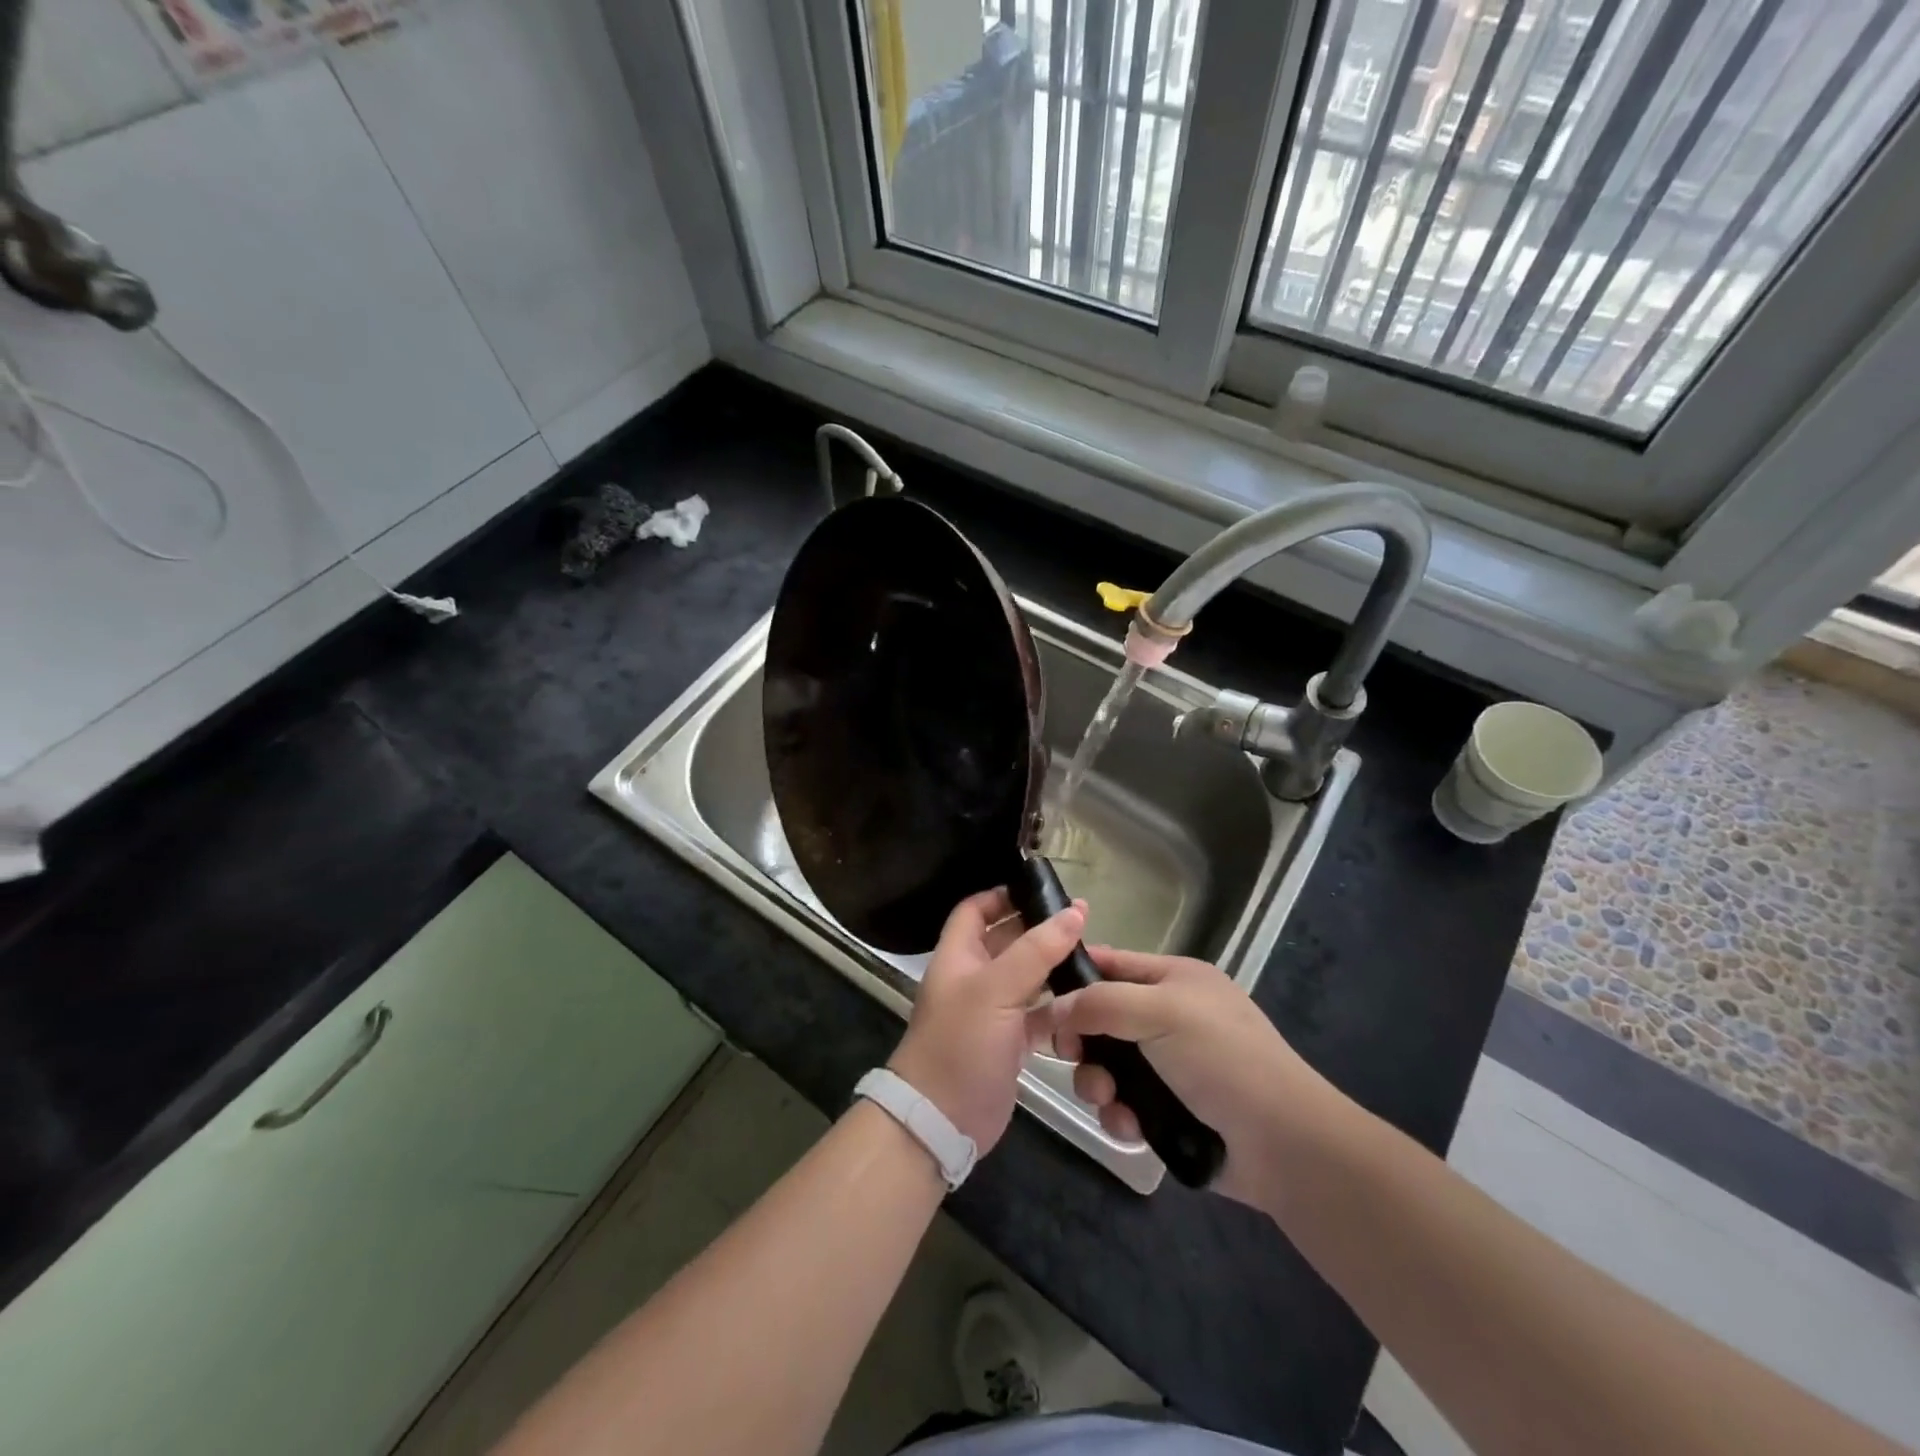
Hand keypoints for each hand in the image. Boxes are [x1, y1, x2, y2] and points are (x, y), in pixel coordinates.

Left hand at [888, 887, 1085, 1153]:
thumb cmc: (960, 1043)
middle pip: (1006, 942)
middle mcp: (973, 979)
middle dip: (1039, 930)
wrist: (941, 1121)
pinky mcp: (1009, 1044)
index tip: (1042, 890)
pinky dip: (1060, 1009)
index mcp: (958, 956)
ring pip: (1027, 979)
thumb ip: (1036, 950)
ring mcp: (992, 1013)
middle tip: (1081, 921)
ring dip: (1054, 968)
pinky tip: (1089, 1002)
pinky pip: (1039, 1016)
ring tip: (1094, 956)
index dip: (1003, 896)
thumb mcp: (995, 990)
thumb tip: (1075, 912)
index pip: (976, 910)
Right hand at [1049, 946, 1346, 1207]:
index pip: (1112, 964)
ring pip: (1108, 1066)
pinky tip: (1131, 1129)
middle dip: (1083, 1041)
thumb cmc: (1222, 1059)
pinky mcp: (1168, 1111)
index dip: (1075, 977)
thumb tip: (1053, 1010)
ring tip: (1108, 1100)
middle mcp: (1169, 1017)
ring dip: (1098, 1083)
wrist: (1283, 1143)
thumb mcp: (1161, 1012)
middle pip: (1101, 1019)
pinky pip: (1124, 1105)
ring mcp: (1169, 1066)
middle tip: (1069, 1056)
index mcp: (1174, 979)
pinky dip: (1121, 1116)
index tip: (1040, 1000)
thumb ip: (1100, 1003)